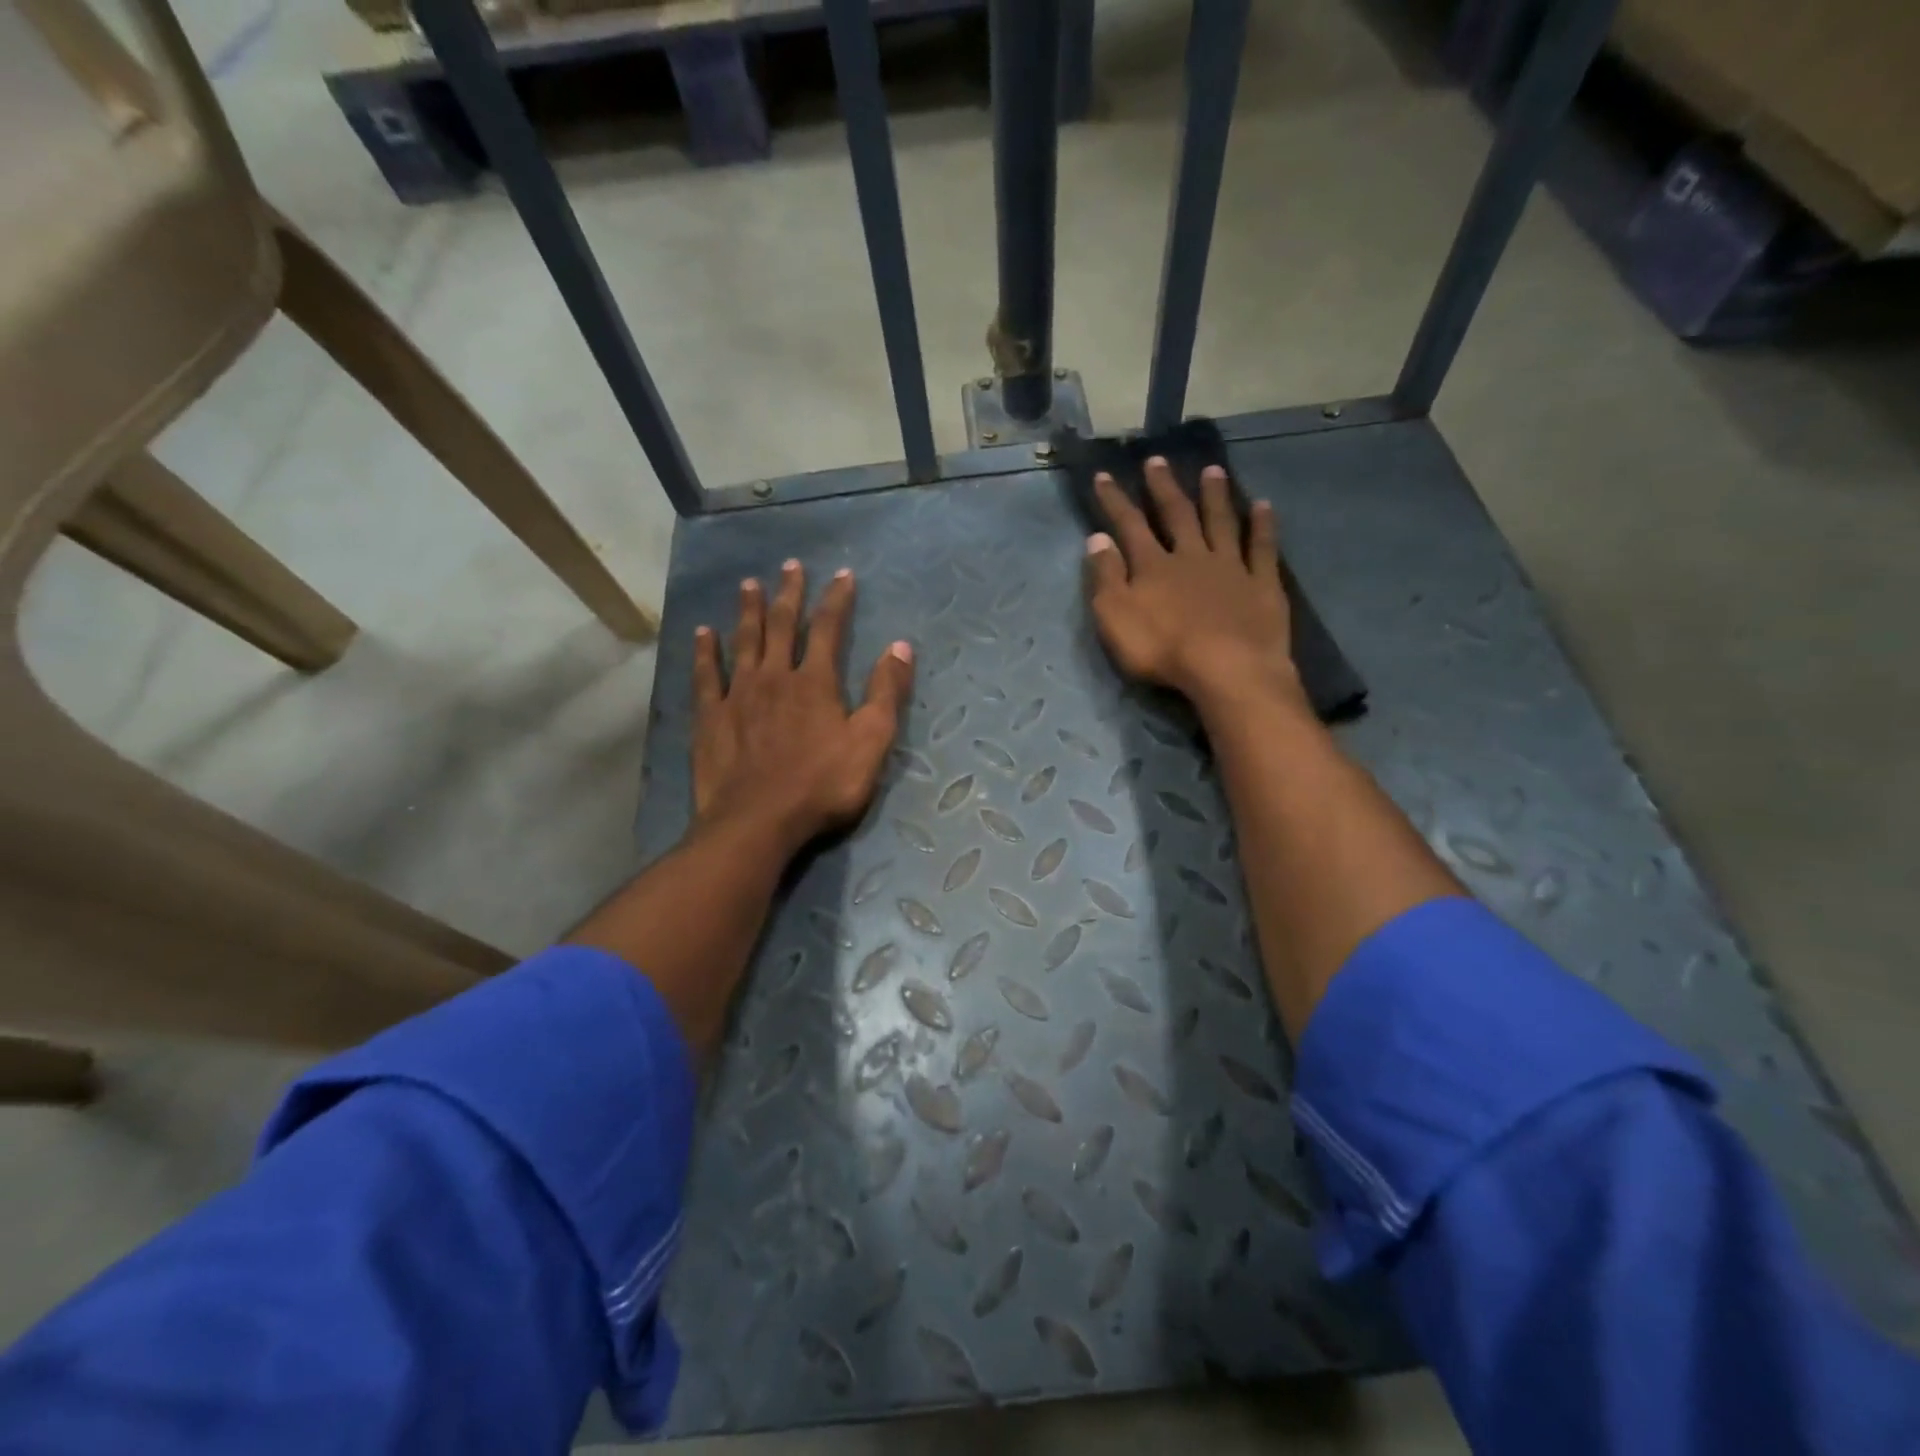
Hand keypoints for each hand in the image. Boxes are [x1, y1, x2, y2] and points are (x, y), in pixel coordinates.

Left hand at [692, 559, 913, 856]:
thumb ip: (887, 693)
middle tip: (790, 565)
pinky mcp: (710, 717)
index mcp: (815, 682)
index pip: (828, 628)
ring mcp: (738, 694)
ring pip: (744, 641)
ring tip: (749, 584)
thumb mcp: (871, 743)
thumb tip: (901, 646)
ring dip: (748, 611)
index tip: (842, 574)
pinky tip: (703, 633)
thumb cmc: (822, 785)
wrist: (758, 821)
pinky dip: (705, 651)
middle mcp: (775, 676)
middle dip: (789, 593)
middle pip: (782, 625)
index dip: (837, 599)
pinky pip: (706, 675)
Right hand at [1085, 457, 1305, 714]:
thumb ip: (1106, 577)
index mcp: (1153, 566)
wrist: (1227, 669)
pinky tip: (1264, 506)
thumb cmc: (1163, 649)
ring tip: (1213, 471)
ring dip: (1215, 496)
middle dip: (1164, 487)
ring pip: (1221, 522)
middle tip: (1158, 460)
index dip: (1115, 500)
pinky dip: (1263, 525)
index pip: (1129, 525)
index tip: (1105, 475)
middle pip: (1177, 514)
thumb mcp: (1116, 617)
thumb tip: (1097, 539)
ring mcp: (1231, 567)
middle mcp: (1192, 556)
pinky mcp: (1262, 584)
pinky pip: (1262, 547)